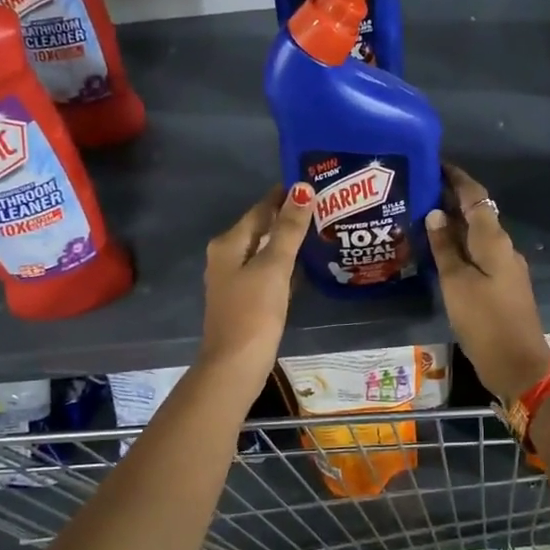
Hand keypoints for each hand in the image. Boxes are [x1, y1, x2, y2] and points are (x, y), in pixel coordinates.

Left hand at [200, 184, 313, 387]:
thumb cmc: (253, 312)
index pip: (260, 209)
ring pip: (264, 250)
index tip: (312, 183)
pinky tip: (304, 265)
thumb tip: (303, 189)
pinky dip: (284, 264)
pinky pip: (267, 271)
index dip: (284, 196)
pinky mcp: (245, 300)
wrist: (235, 365)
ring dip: (288, 241)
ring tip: (320, 230)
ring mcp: (234, 280)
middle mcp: (226, 257)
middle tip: (324, 206)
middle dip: (288, 217)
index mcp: (229, 243)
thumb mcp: (273, 267)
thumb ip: (289, 229)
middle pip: (261, 228)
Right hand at [424, 166, 549, 402]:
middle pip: (477, 214)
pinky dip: (458, 247)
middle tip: (418, 190)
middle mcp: (503, 248)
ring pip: (477, 236)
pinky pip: (478, 255)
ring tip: (421, 217)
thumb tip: (436, 213)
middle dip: (451, 199)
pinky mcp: (501, 286)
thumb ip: (445, 248)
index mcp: (494, 240)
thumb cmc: (485, 321)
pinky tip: (438, 253)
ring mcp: (504, 268)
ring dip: (453, 224)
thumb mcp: (457, 283)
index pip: (475, 197)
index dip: (457, 178)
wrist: (518, 365)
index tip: (434, 163)